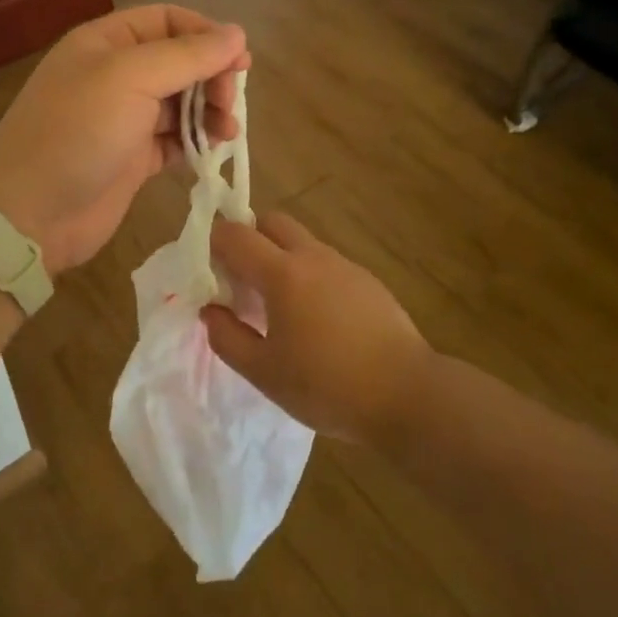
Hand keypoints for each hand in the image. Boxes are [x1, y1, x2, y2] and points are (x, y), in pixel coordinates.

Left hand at [0, 5, 248, 276]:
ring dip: (209, 111)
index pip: (167, 21)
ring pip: (181, 102)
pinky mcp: (133, 157)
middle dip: (211, 76)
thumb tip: (237, 33)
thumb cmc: (77, 132)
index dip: (206, 34)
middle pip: (179, 61)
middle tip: (230, 103)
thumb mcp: (130, 78)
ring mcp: (124, 118)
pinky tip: (211, 150)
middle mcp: (116, 75)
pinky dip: (196, 142)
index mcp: (107, 43)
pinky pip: (175, 139)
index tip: (239, 61)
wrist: (29, 212)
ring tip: (227, 131)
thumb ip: (187, 55)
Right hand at [201, 214, 435, 444]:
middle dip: (251, 238)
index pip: (236, 235)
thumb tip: (210, 310)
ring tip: (280, 307)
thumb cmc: (327, 386)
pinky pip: (327, 264)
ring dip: (281, 258)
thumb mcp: (264, 373)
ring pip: (302, 242)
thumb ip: (227, 338)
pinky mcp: (368, 281)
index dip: (215, 243)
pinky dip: (310, 276)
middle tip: (243, 280)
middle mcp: (313, 257)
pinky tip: (318, 320)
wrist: (407, 394)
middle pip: (272, 222)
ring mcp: (345, 266)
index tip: (209, 270)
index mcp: (282, 273)